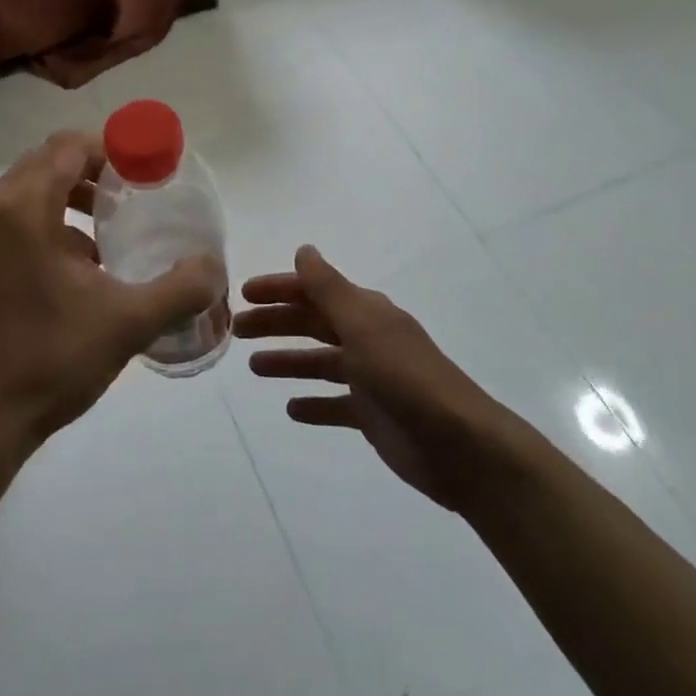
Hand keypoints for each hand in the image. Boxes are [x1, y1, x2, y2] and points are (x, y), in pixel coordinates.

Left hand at [0, 131, 223, 450]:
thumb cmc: (53, 360)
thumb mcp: (129, 322)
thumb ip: (181, 288)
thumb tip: (214, 266)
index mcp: (24, 209)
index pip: (70, 147)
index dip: (113, 149)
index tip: (147, 170)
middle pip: (48, 160)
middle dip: (94, 169)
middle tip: (134, 192)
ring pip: (30, 186)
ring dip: (71, 193)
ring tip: (111, 223)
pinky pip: (15, 214)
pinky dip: (50, 218)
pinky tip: (82, 259)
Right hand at [238, 247, 508, 509]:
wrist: (459, 445)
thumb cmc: (405, 378)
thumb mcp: (363, 327)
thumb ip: (330, 289)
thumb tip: (305, 250)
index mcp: (366, 313)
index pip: (314, 291)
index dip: (280, 289)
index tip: (243, 294)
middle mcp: (367, 338)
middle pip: (313, 324)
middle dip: (276, 323)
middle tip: (237, 330)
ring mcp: (371, 378)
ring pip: (320, 362)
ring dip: (289, 360)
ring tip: (254, 368)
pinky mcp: (373, 415)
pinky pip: (335, 403)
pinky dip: (313, 403)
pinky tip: (291, 409)